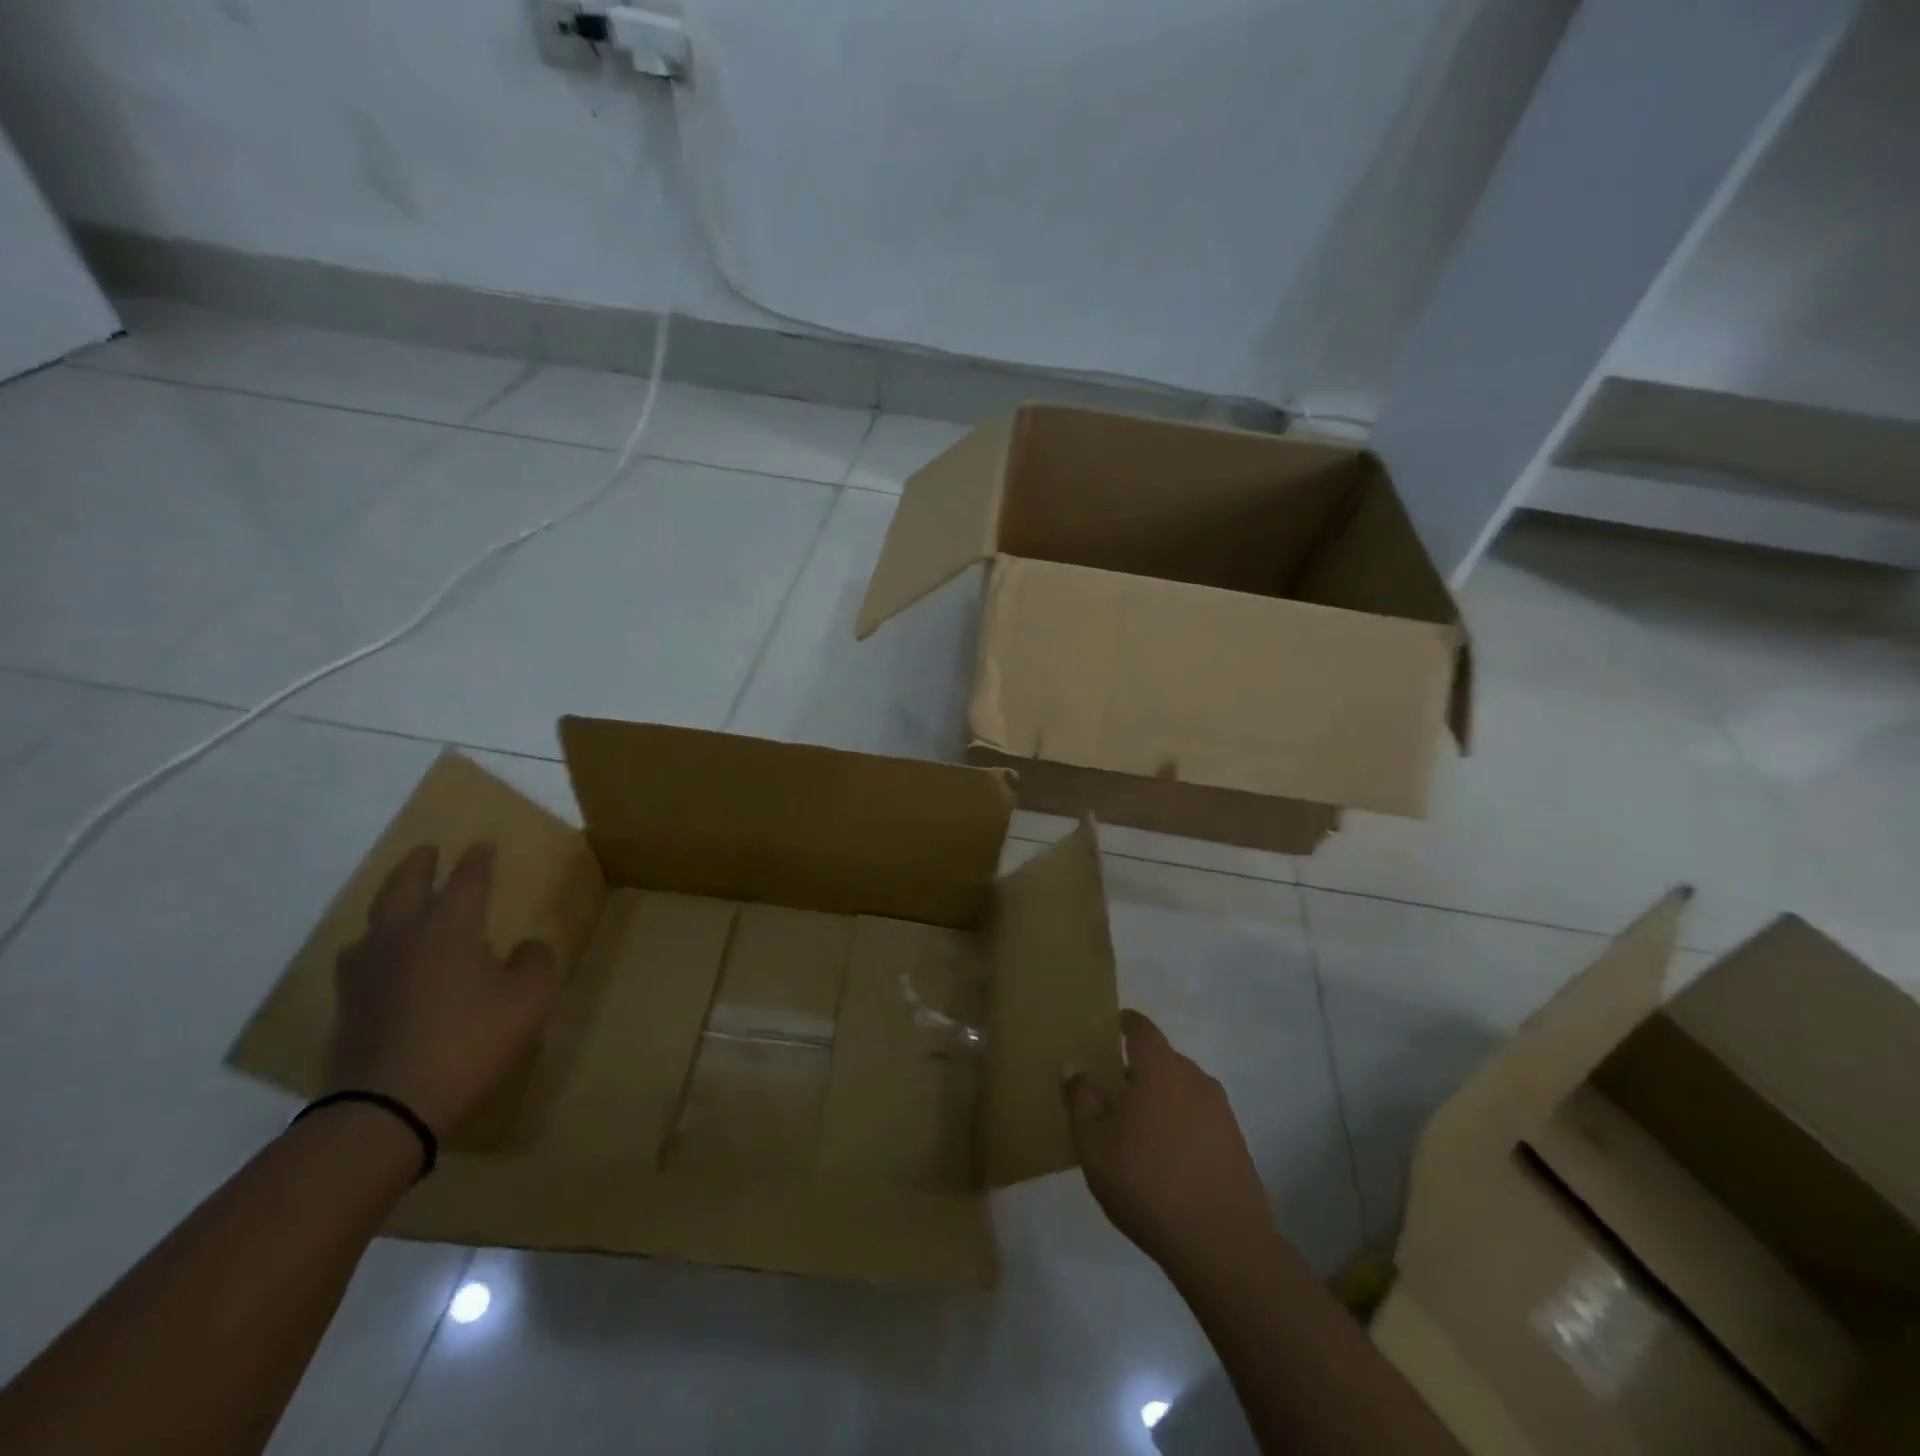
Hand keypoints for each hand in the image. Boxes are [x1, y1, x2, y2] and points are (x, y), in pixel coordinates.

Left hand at [326, 843, 561, 1137]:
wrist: (387, 1105)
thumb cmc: (470, 1040)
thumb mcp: (530, 999)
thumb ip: (536, 962)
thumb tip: (525, 946)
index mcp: (449, 927)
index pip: (466, 879)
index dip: (477, 860)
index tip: (483, 844)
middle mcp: (402, 937)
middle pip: (404, 886)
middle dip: (419, 864)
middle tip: (428, 850)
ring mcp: (367, 971)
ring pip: (373, 921)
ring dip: (389, 903)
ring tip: (400, 904)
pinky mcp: (349, 1005)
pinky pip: (360, 958)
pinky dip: (374, 945)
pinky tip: (381, 961)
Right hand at [1066, 1010, 1273, 1279]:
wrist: (1221, 1243)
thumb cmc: (1146, 1181)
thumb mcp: (1094, 1142)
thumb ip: (1081, 1099)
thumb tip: (1075, 1066)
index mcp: (1160, 1068)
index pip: (1142, 1028)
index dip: (1125, 1023)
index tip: (1110, 1026)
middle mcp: (1195, 1078)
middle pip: (1162, 1061)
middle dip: (1138, 1070)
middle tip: (1112, 1092)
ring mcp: (1221, 1112)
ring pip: (1182, 1092)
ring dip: (1161, 1101)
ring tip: (1138, 1131)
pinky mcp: (1236, 1144)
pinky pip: (1200, 1120)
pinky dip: (1181, 1127)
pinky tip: (1167, 1160)